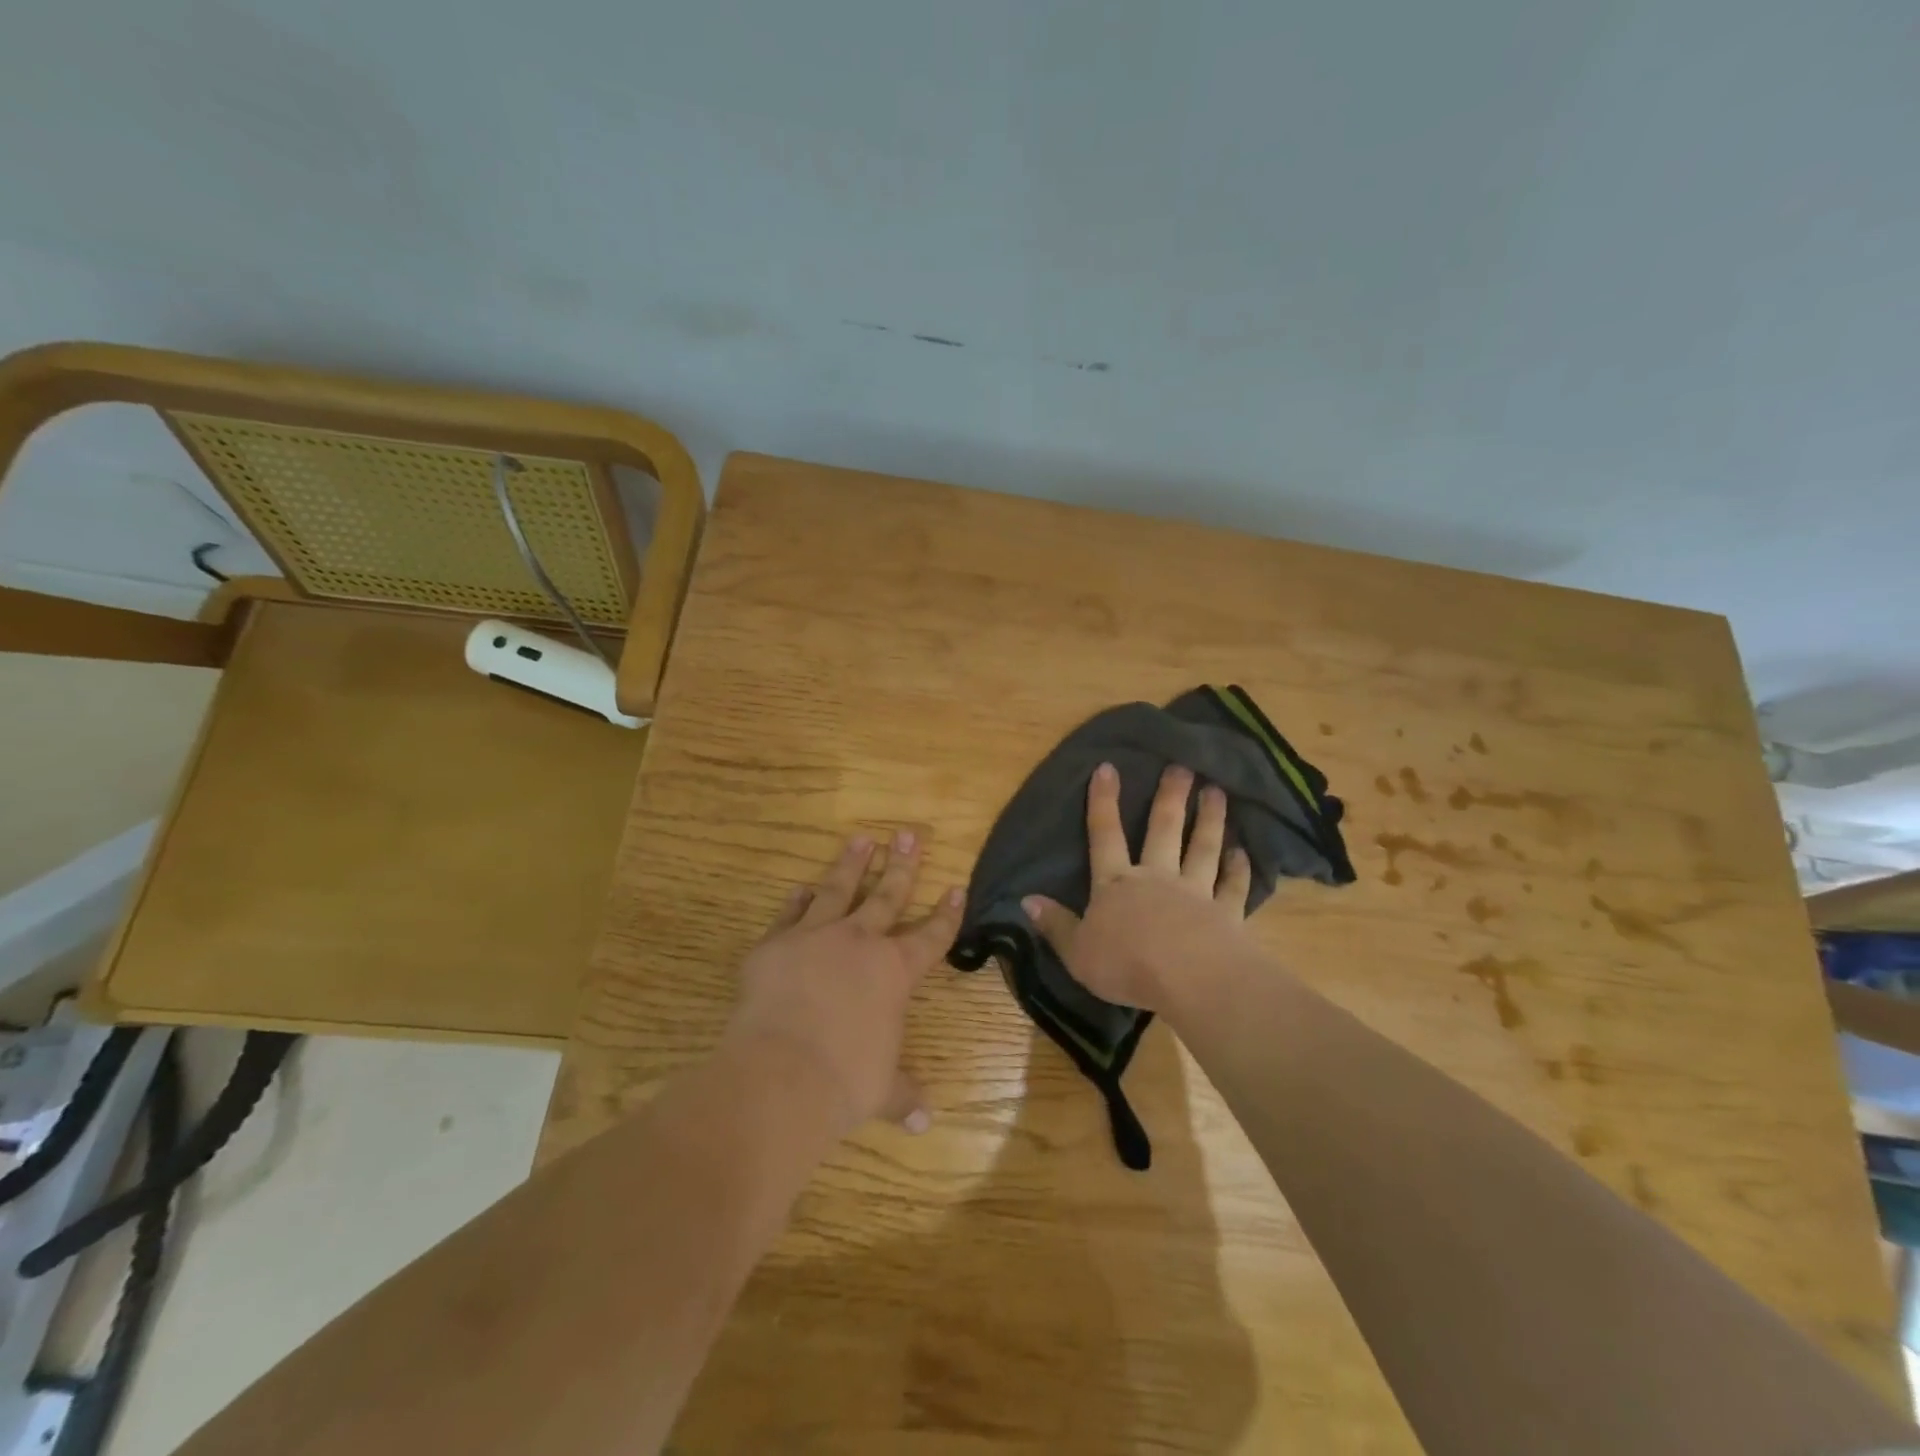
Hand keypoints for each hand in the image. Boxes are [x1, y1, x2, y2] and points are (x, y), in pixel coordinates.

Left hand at [723, 830, 962, 1140]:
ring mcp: (815, 936)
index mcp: (895, 971)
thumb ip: (903, 1095)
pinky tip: (803, 887)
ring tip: (862, 839)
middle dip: (902, 864)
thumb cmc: (844, 1081)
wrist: (780, 1073)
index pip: (931, 935)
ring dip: (852, 864)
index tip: (956, 888)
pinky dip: (798, 900)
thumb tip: (925, 1121)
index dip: (946, 913)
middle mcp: (859, 942)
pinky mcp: (774, 944)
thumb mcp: (881, 1090)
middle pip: (887, 895)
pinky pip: (791, 913)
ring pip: (839, 889)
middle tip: (908, 834)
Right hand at [1022, 763, 1253, 1014]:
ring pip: (1202, 849)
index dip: (1104, 802)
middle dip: (1170, 797)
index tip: (1108, 767)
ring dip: (1209, 820)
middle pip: (1163, 830)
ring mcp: (1195, 893)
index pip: (1105, 835)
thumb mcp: (1076, 951)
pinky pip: (1232, 887)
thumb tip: (1026, 900)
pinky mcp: (1226, 914)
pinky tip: (1243, 853)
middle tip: (1182, 767)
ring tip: (1217, 792)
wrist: (1188, 979)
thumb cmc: (1126, 965)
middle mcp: (1156, 877)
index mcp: (1116, 884)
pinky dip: (1238, 869)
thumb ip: (1055, 925)